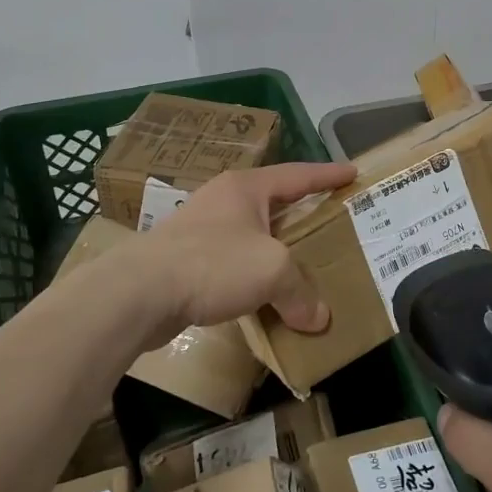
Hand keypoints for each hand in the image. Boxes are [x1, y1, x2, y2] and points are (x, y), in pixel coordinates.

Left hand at [121, 160, 355, 352]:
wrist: (139, 293)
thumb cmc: (213, 263)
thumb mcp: (271, 270)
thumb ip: (300, 291)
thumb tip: (318, 319)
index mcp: (246, 188)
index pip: (298, 174)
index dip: (328, 175)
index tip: (352, 172)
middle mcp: (223, 201)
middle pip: (274, 204)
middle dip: (302, 214)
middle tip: (331, 222)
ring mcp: (200, 230)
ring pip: (252, 236)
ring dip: (276, 250)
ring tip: (301, 264)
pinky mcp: (185, 261)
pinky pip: (232, 264)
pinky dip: (253, 277)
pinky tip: (264, 297)